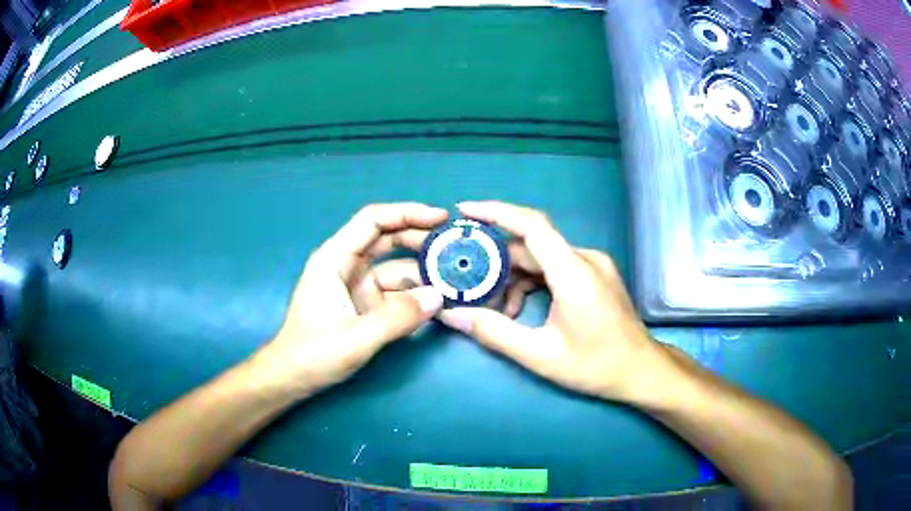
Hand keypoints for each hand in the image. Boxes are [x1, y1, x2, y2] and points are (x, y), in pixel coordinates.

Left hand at [256, 203, 448, 393]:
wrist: (292, 379)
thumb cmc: (313, 354)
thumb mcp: (356, 337)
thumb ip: (397, 317)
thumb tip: (438, 297)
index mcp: (334, 259)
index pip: (373, 221)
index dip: (407, 213)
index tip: (441, 217)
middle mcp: (347, 266)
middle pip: (387, 239)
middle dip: (420, 240)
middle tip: (456, 248)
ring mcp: (358, 287)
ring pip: (396, 268)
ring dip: (423, 272)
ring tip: (456, 277)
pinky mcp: (366, 307)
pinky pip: (397, 293)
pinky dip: (416, 295)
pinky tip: (439, 301)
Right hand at [439, 202, 666, 402]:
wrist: (641, 370)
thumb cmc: (596, 366)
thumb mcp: (540, 355)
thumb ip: (494, 332)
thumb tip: (451, 314)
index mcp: (574, 272)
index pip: (531, 225)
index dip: (496, 212)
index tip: (463, 211)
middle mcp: (585, 258)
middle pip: (532, 245)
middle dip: (496, 260)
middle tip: (466, 280)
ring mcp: (593, 264)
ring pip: (542, 257)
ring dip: (514, 276)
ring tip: (497, 309)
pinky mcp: (595, 273)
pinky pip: (555, 266)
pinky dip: (533, 281)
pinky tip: (520, 309)